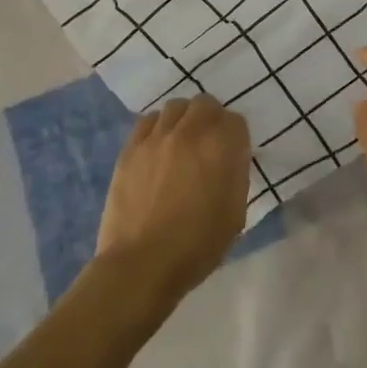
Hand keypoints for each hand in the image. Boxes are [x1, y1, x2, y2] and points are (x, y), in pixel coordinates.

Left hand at [96, 95, 250, 304]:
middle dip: (211, 119)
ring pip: (175, 107)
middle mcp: (190, 131)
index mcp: (222, 146)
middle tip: (209, 143)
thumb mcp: (236, 212)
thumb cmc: (198, 245)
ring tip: (182, 142)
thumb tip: (229, 159)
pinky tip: (158, 148)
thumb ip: (235, 175)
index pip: (235, 120)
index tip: (232, 154)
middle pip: (205, 104)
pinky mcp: (131, 149)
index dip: (235, 137)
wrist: (143, 263)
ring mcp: (157, 137)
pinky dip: (158, 127)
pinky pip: (148, 121)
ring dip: (184, 119)